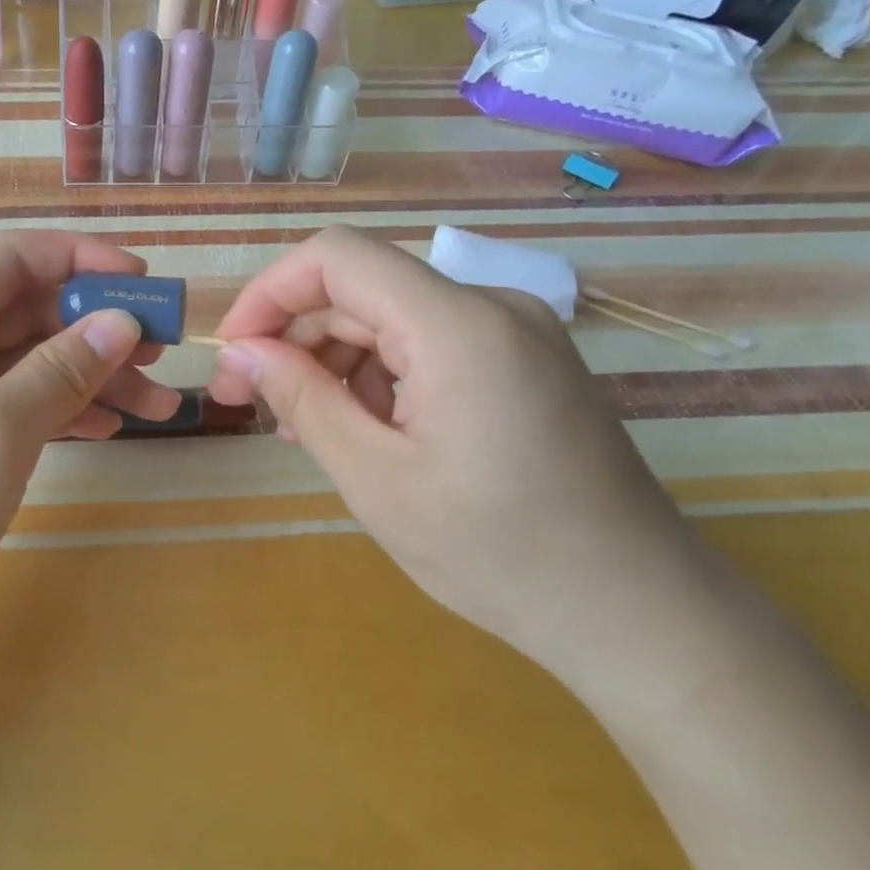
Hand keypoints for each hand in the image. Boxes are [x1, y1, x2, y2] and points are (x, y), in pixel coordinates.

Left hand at [0, 231, 181, 629]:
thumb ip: (61, 370)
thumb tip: (121, 321)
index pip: (13, 258)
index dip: (81, 259)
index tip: (143, 281)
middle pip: (30, 313)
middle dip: (99, 328)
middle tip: (164, 351)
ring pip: (32, 365)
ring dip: (95, 377)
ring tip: (159, 405)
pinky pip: (21, 409)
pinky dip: (67, 413)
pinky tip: (110, 430)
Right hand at [207, 227, 693, 681]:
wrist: (636, 611)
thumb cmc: (498, 553)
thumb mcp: (376, 479)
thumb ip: (302, 399)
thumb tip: (241, 352)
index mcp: (457, 325)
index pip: (336, 258)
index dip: (269, 292)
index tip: (233, 352)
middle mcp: (490, 306)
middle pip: (361, 289)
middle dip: (295, 336)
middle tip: (250, 401)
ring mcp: (513, 332)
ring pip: (390, 317)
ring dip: (333, 362)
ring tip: (304, 428)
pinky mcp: (521, 361)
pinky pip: (426, 344)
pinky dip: (379, 376)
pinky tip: (360, 430)